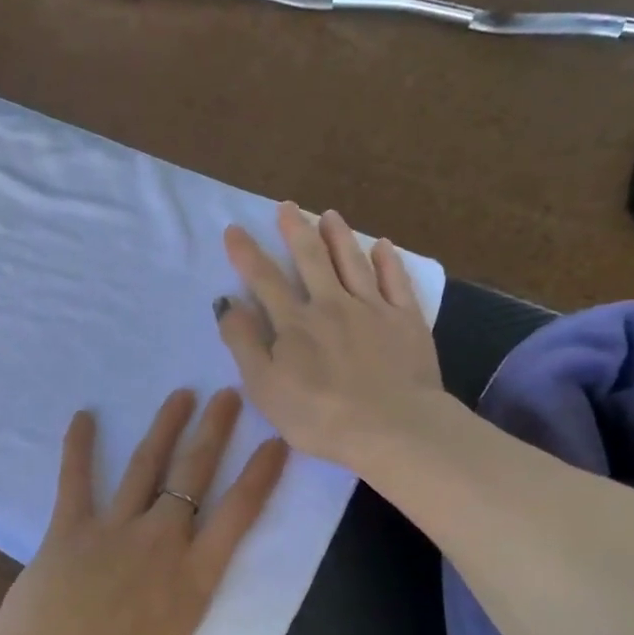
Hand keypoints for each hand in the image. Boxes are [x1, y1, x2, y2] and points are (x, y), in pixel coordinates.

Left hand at [0, 388, 287, 634]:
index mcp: (192, 576)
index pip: (238, 515)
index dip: (259, 476)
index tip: (275, 442)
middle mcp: (161, 539)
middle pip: (193, 474)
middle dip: (214, 431)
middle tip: (228, 394)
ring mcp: (115, 527)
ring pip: (146, 465)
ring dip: (165, 426)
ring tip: (180, 395)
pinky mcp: (71, 525)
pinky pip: (76, 479)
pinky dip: (79, 447)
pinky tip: (83, 416)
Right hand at [219, 202, 446, 470]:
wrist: (393, 428)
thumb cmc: (320, 416)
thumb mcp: (264, 387)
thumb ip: (243, 343)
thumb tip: (227, 303)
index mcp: (295, 323)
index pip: (264, 280)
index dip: (246, 254)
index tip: (234, 230)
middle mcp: (332, 305)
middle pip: (311, 259)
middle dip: (295, 230)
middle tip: (286, 206)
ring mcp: (373, 309)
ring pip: (353, 262)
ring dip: (338, 236)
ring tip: (329, 214)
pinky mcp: (407, 321)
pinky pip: (396, 281)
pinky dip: (388, 260)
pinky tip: (383, 245)